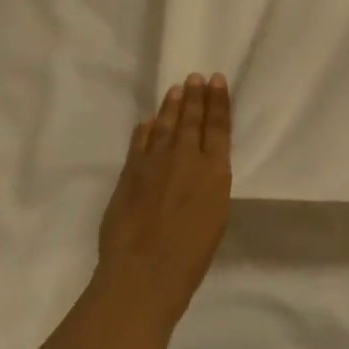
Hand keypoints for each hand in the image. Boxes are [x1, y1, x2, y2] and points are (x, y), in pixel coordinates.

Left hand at [96, 74, 232, 325]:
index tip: (217, 80)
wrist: (144, 273)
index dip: (219, 101)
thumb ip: (211, 184)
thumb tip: (205, 167)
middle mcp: (186, 158)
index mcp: (215, 170)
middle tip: (196, 76)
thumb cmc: (192, 254)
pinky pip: (139, 143)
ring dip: (171, 106)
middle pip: (192, 119)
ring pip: (165, 126)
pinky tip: (148, 122)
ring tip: (176, 89)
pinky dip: (145, 130)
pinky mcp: (129, 174)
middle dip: (196, 96)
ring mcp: (154, 164)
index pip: (219, 126)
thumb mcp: (216, 214)